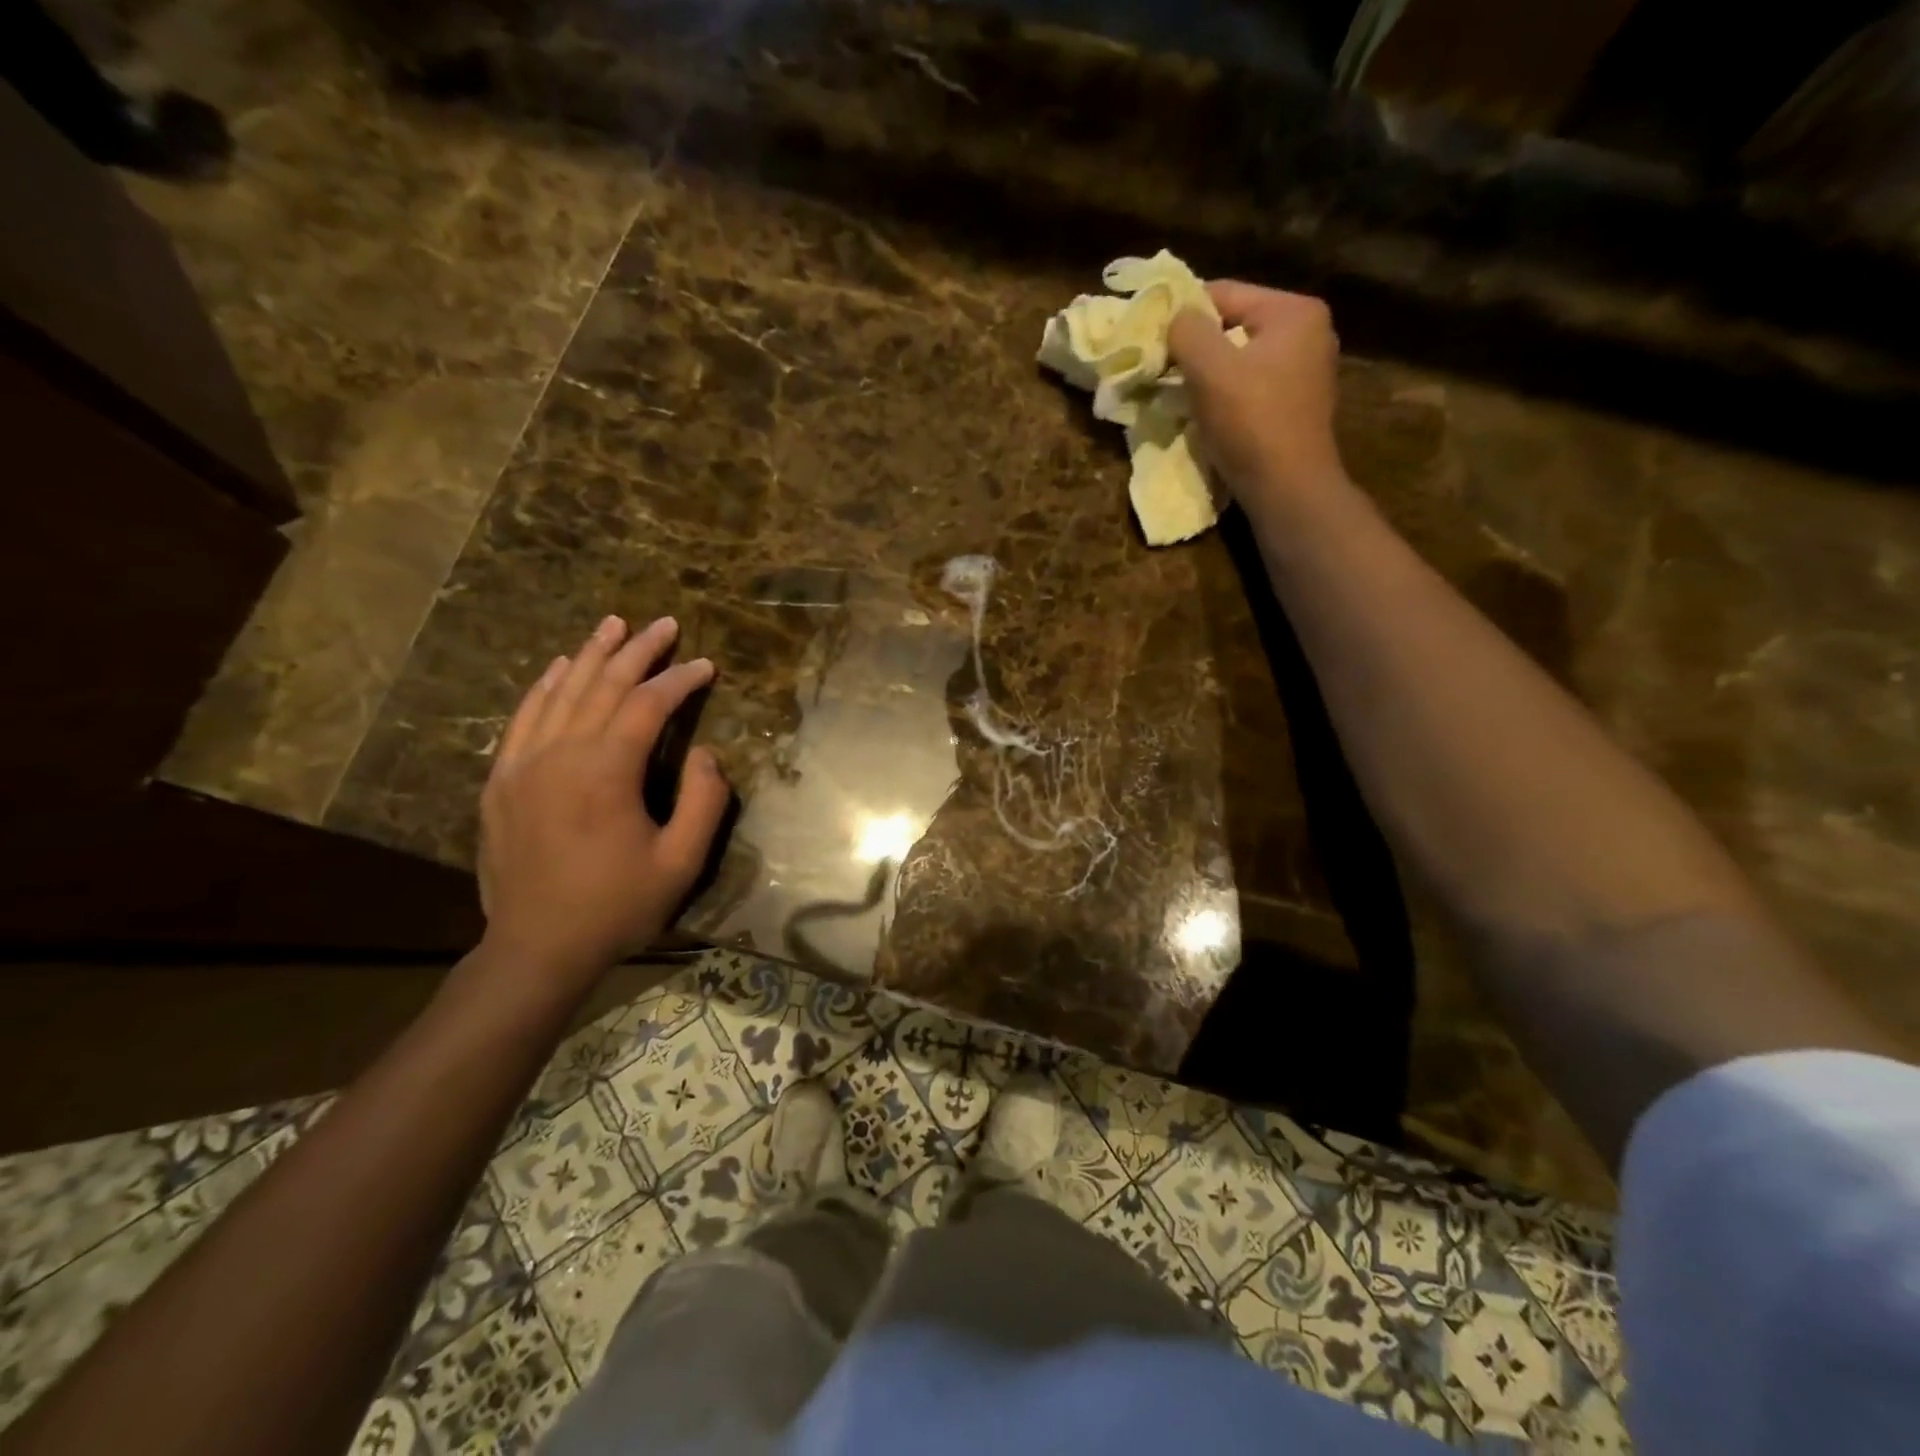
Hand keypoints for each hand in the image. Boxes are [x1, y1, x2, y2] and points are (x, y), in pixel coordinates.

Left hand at [477, 614, 729, 984]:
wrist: (537, 949)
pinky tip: (561, 667)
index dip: (680, 681)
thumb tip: (705, 752)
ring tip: (614, 625)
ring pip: (560, 693)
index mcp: (605, 773)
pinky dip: (545, 686)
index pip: (646, 706)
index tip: (706, 665)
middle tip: (664, 625)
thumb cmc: (616, 907)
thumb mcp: (681, 862)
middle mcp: (560, 756)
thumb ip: (703, 801)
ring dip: (591, 655)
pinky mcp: (501, 781)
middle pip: (602, 686)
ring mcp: (522, 765)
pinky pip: (523, 718)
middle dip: (638, 652)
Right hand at [1168, 280, 1343, 509]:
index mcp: (1295, 312)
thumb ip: (1187, 332)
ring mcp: (1308, 372)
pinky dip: (1227, 396)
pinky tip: (1209, 415)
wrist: (1287, 488)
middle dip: (1197, 348)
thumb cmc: (1251, 423)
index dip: (1183, 313)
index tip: (1152, 338)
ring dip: (1209, 375)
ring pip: (1242, 360)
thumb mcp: (1210, 369)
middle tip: (1163, 368)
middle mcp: (1310, 334)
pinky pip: (1252, 387)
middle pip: (1235, 326)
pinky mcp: (1298, 407)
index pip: (1226, 293)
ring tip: (1181, 393)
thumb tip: (1175, 318)